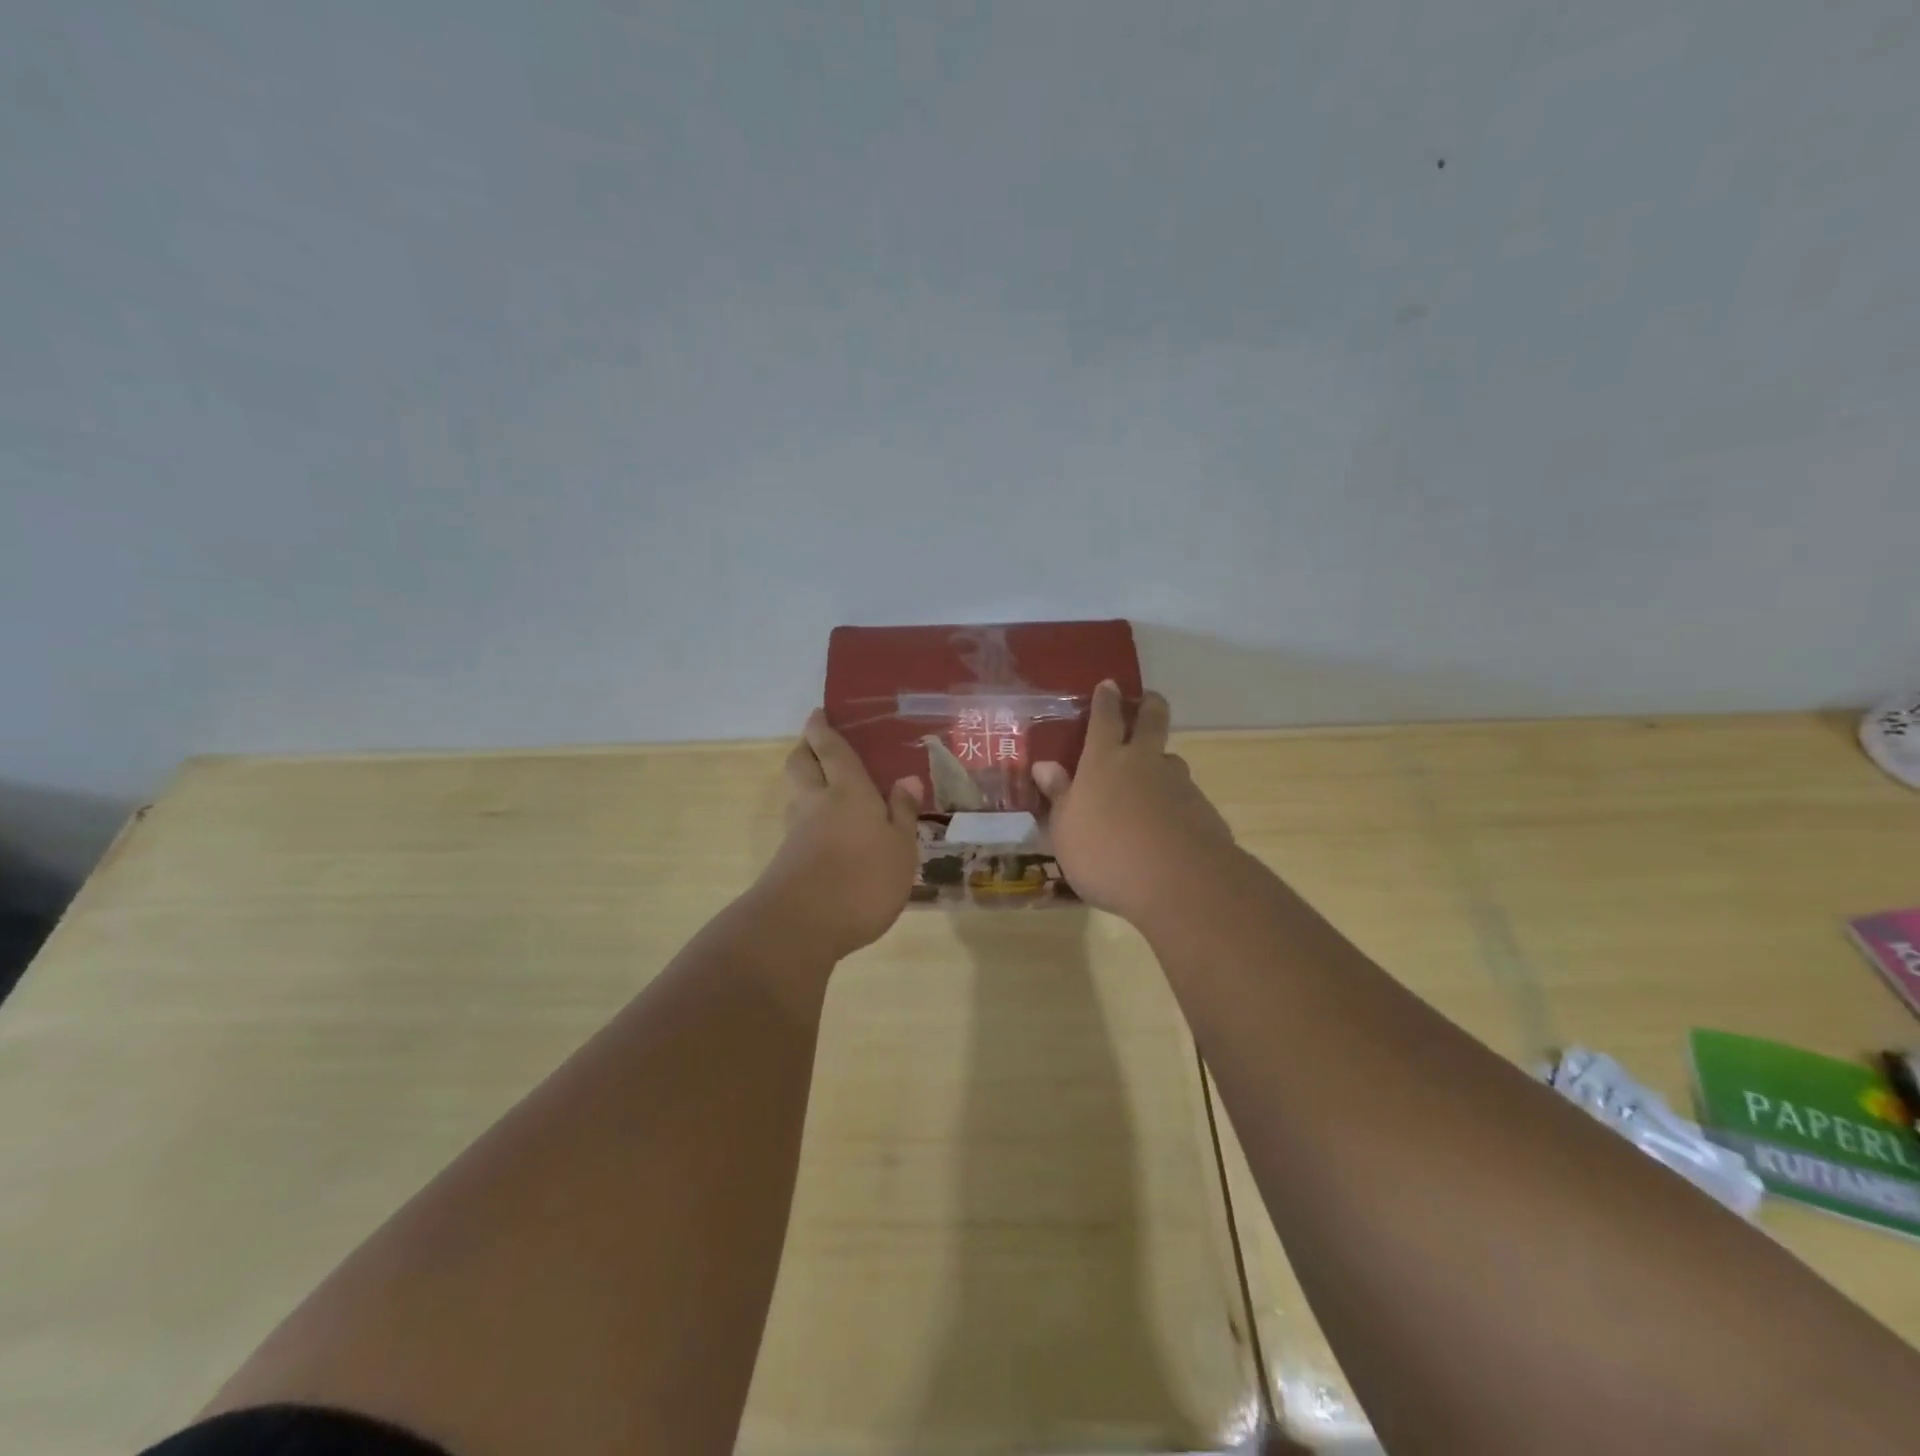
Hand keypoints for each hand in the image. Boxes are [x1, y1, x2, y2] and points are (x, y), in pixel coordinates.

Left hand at [747, 710, 923, 959]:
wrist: (801, 926)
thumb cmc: (862, 879)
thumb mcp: (900, 848)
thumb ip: (902, 813)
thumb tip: (907, 779)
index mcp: (847, 791)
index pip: (831, 749)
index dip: (822, 729)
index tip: (817, 714)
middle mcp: (816, 803)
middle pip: (800, 763)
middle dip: (806, 748)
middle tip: (817, 743)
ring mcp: (797, 832)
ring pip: (796, 794)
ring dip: (806, 782)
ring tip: (827, 787)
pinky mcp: (787, 860)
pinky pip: (799, 824)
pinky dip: (810, 817)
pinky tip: (828, 832)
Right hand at [1034, 683, 1237, 925]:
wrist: (1179, 883)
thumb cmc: (1106, 853)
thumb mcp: (1066, 830)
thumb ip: (1058, 796)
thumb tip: (1044, 766)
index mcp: (1104, 761)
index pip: (1105, 718)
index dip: (1106, 700)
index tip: (1110, 684)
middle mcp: (1144, 762)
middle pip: (1152, 721)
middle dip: (1150, 705)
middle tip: (1148, 699)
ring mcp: (1178, 784)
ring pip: (1171, 761)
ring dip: (1161, 763)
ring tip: (1153, 780)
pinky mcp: (1203, 811)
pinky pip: (1185, 798)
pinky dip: (1175, 803)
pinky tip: (1168, 827)